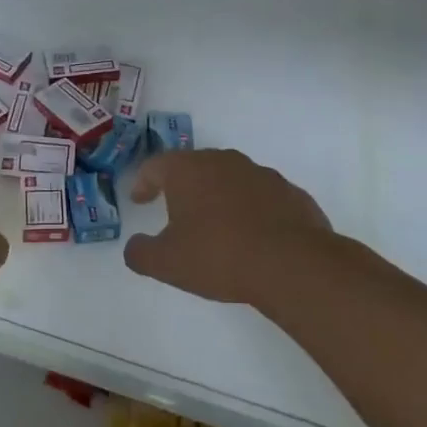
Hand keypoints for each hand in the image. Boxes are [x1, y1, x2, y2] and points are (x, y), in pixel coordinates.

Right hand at [123, 149, 335, 306]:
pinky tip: (252, 237)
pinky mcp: (292, 194)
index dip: (143, 183)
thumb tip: (134, 247)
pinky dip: (252, 211)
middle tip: (175, 209)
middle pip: (195, 166)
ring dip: (219, 197)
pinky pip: (262, 198)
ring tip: (216, 226)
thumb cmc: (218, 255)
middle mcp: (224, 162)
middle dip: (183, 186)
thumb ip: (140, 253)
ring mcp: (263, 175)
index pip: (155, 166)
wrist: (292, 264)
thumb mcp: (166, 263)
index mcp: (188, 170)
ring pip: (231, 180)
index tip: (140, 200)